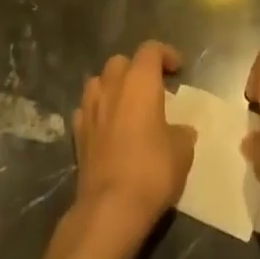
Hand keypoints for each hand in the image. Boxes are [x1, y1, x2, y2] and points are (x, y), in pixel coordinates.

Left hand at [73, 41, 195, 238]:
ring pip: (99, 82)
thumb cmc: (152, 170)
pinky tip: (108, 127)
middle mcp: (112, 86)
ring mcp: (89, 109)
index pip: (151, 50)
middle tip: (153, 88)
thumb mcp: (182, 150)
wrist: (110, 208)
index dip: (166, 54)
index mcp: (140, 81)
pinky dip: (98, 112)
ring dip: (113, 87)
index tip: (178, 69)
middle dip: (136, 69)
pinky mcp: (77, 135)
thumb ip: (182, 132)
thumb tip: (180, 130)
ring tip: (127, 105)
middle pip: (121, 62)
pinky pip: (87, 110)